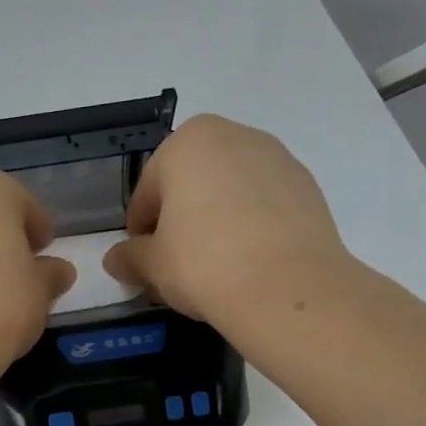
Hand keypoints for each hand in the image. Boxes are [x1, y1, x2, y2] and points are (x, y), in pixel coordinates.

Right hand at [103, 114, 350, 326]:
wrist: (286, 288)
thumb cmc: (203, 263)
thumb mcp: (151, 265)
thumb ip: (129, 257)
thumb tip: (116, 260)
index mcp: (188, 142)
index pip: (148, 191)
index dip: (140, 230)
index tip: (142, 260)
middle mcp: (235, 136)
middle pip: (192, 185)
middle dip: (179, 221)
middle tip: (174, 266)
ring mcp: (278, 159)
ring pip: (230, 193)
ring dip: (215, 223)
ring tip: (212, 269)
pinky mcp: (308, 189)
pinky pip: (264, 207)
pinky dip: (250, 229)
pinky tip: (246, 265)